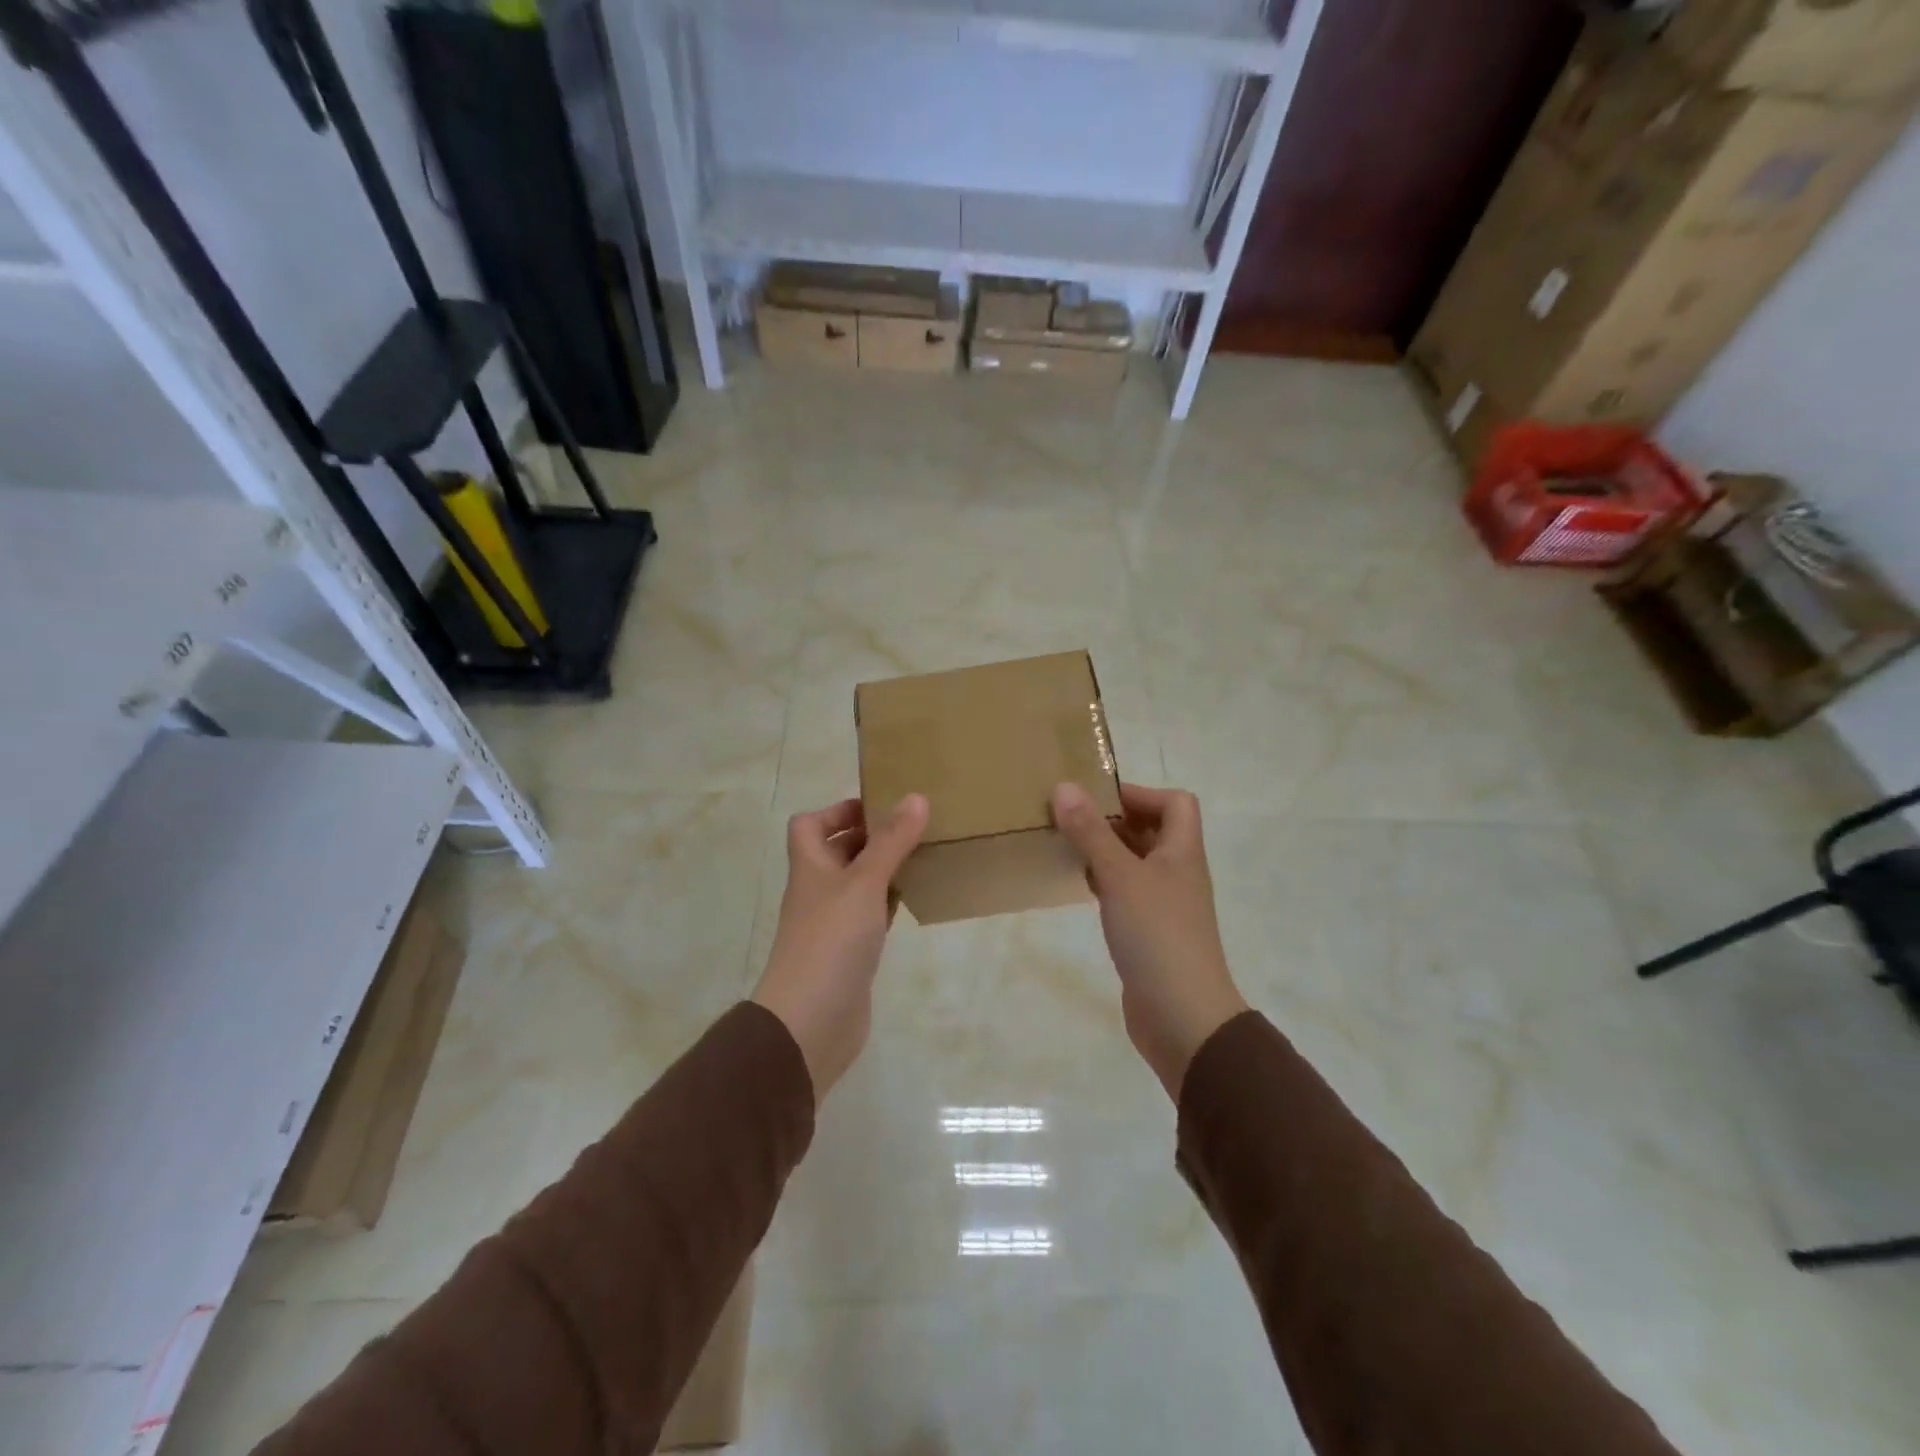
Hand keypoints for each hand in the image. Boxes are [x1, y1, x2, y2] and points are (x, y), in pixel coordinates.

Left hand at [752, 794, 929, 1100]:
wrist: (810, 1021)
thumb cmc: (831, 941)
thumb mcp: (864, 883)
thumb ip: (891, 842)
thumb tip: (916, 796)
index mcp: (810, 866)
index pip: (809, 824)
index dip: (837, 811)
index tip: (879, 807)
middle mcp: (818, 890)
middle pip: (838, 852)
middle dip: (872, 837)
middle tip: (914, 827)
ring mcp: (833, 923)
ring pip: (859, 884)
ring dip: (885, 869)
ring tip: (924, 855)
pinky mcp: (851, 952)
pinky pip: (871, 916)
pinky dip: (889, 903)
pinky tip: (916, 899)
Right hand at [1051, 781, 1246, 1100]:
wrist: (1183, 1017)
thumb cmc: (1156, 935)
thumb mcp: (1119, 876)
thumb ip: (1091, 832)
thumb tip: (1065, 786)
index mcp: (1182, 852)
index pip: (1176, 803)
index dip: (1141, 794)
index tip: (1097, 801)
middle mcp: (1178, 873)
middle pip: (1154, 831)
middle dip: (1115, 821)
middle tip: (1072, 821)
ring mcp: (1166, 905)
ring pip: (1137, 863)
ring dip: (1107, 852)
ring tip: (1069, 849)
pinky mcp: (1150, 933)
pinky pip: (1128, 894)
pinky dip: (1106, 884)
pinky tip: (1081, 888)